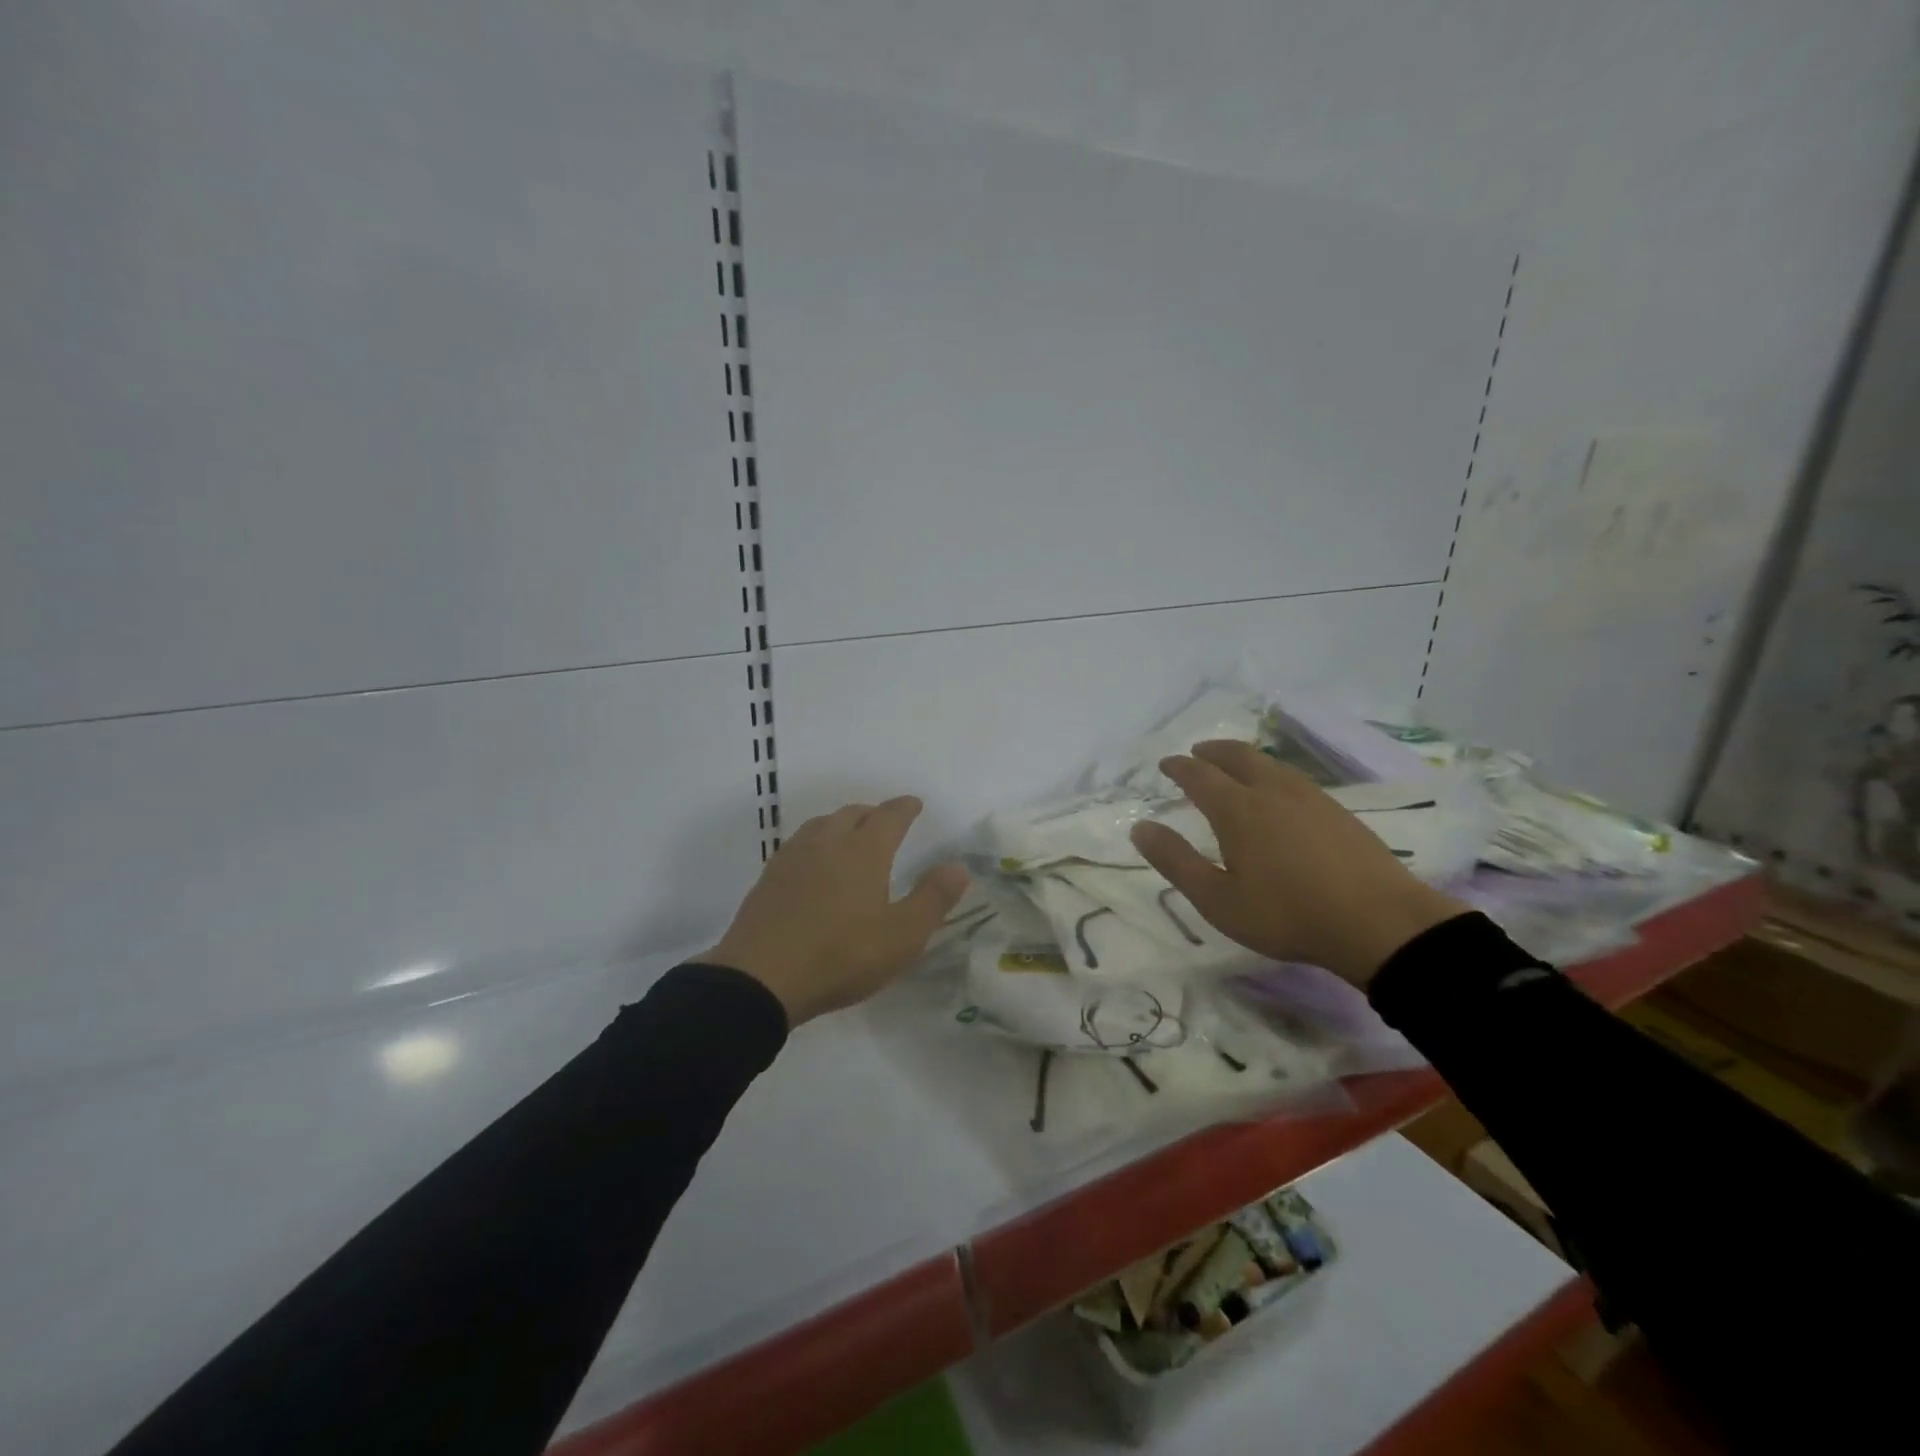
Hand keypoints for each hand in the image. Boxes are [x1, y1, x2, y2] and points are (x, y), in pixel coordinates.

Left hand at [705, 796, 968, 1025]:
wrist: (761, 978)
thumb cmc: (841, 956)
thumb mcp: (902, 937)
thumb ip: (933, 898)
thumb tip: (957, 866)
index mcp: (864, 851)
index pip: (889, 816)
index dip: (905, 808)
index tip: (914, 804)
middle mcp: (828, 842)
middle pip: (853, 813)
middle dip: (873, 814)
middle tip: (885, 824)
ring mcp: (794, 857)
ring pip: (822, 824)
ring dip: (842, 824)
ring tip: (851, 838)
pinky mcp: (769, 877)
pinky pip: (800, 844)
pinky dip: (817, 843)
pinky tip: (814, 864)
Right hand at [1129, 741, 1466, 987]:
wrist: (1379, 922)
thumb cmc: (1287, 914)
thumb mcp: (1218, 899)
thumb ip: (1176, 861)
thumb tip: (1140, 828)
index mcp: (1237, 808)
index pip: (1199, 775)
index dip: (1179, 767)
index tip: (1166, 764)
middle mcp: (1271, 790)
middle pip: (1236, 755)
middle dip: (1212, 751)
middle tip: (1197, 753)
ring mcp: (1309, 796)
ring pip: (1268, 763)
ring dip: (1242, 758)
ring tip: (1232, 766)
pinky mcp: (1337, 810)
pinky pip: (1291, 777)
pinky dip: (1270, 773)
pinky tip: (1277, 792)